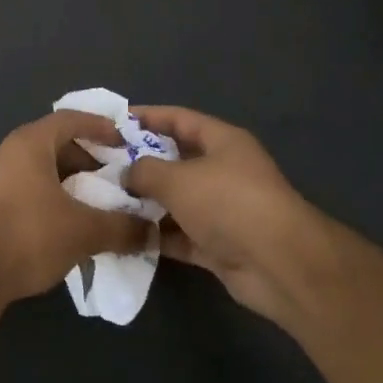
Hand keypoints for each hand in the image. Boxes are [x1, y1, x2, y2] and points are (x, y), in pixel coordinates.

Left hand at [0, 111, 151, 304]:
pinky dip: (52, 198)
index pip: (69, 119)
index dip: (99, 127)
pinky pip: (28, 189)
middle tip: (115, 177)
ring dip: (69, 182)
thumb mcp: (83, 230)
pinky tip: (68, 224)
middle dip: (87, 159)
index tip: (124, 141)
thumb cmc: (29, 234)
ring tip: (97, 204)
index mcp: (29, 143)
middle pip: (54, 144)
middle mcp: (8, 152)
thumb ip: (121, 227)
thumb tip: (152, 231)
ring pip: (40, 170)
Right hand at [125, 106, 325, 324]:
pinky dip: (157, 235)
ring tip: (105, 201)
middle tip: (101, 165)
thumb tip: (127, 174)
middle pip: (175, 160)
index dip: (147, 116)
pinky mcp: (219, 245)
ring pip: (176, 200)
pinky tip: (125, 235)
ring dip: (145, 203)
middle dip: (140, 163)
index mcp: (222, 142)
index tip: (113, 121)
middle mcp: (224, 171)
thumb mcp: (177, 178)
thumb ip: (144, 170)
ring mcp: (222, 210)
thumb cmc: (228, 203)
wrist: (281, 266)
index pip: (179, 118)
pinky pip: (180, 235)